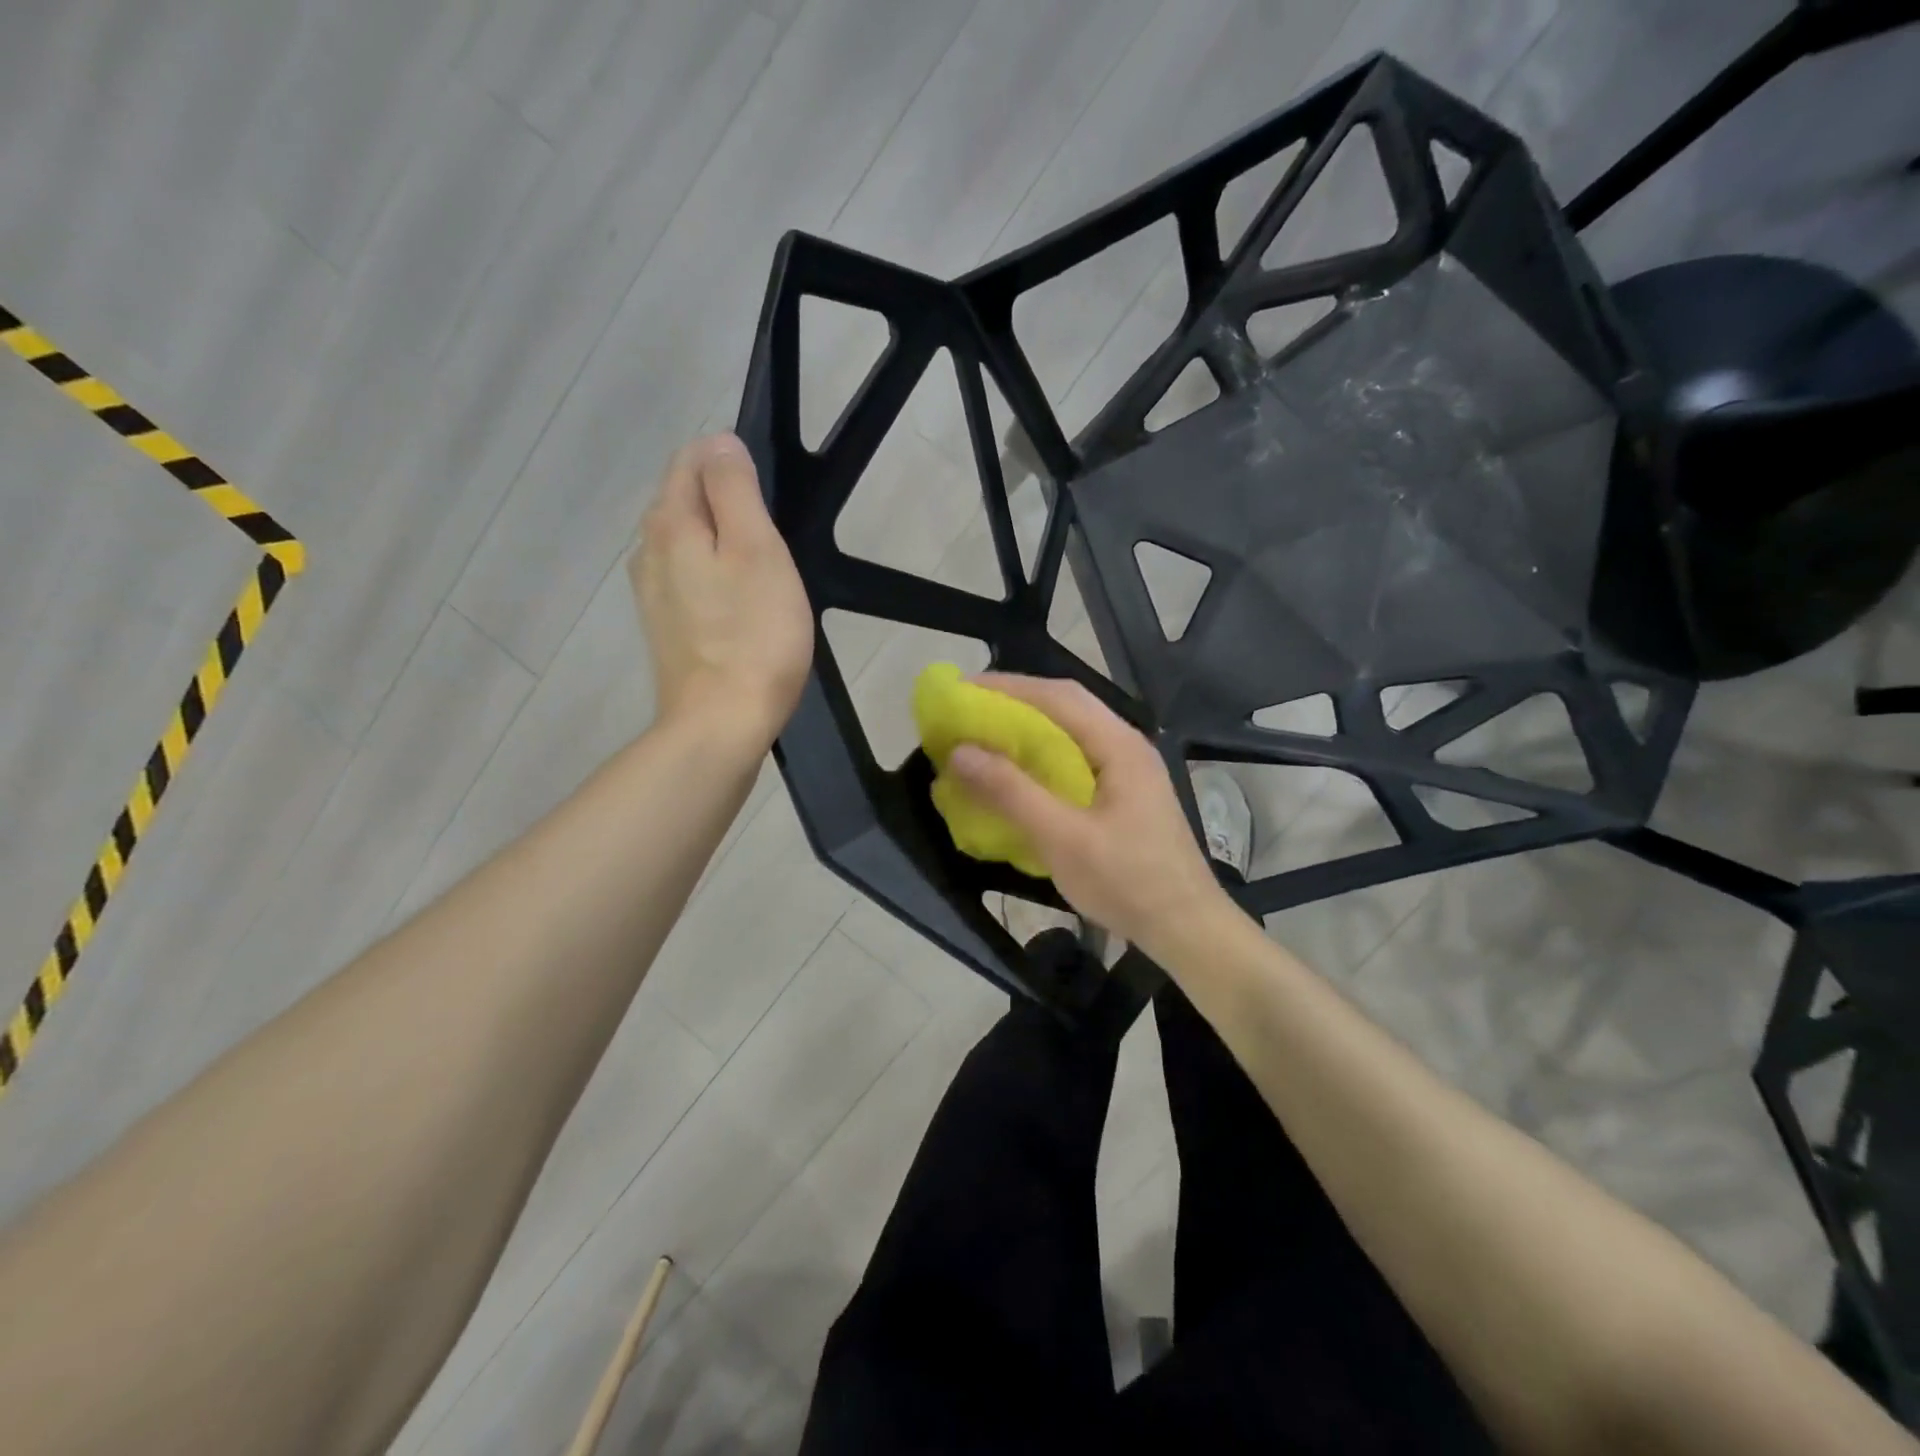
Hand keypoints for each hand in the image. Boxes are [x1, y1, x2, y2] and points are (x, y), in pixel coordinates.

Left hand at [631, 435, 812, 751]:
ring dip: (719, 539)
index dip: (730, 462)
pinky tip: (739, 601)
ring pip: (685, 542)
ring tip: (761, 568)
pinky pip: (687, 579)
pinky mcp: (665, 627)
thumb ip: (735, 489)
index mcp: (670, 522)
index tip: (769, 497)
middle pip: (683, 499)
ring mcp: (651, 593)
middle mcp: (648, 549)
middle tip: (773, 534)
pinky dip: (712, 575)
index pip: (691, 460)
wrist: (721, 722)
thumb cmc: (754, 634)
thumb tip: (720, 443)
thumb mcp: (757, 549)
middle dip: (724, 500)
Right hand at [949, 674, 1238, 957]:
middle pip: (1065, 706)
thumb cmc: (1128, 882)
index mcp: (1118, 745)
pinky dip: (1041, 754)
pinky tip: (1019, 771)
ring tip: (985, 733)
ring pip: (1071, 731)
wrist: (1186, 928)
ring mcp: (1128, 770)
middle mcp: (1126, 745)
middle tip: (967, 709)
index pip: (1057, 696)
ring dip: (1028, 726)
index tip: (961, 691)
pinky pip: (1075, 757)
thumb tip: (960, 752)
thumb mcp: (1063, 839)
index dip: (1007, 688)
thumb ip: (1012, 792)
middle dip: (1015, 701)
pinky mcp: (1123, 794)